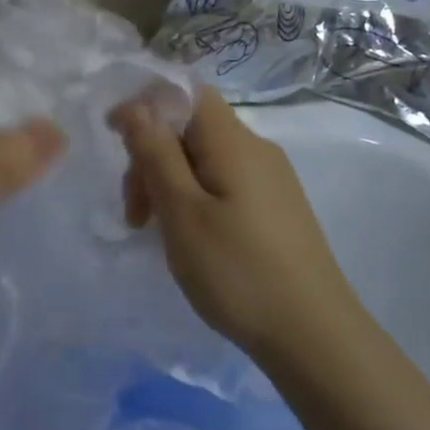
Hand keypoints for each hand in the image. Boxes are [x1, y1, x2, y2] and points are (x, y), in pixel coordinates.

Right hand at [116, 88, 361, 356]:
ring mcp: (271, 180)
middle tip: (135, 213)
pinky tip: (189, 238)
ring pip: (203, 159)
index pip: (185, 92)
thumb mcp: (181, 211)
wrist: (314, 337)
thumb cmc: (237, 270)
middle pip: (190, 128)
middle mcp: (256, 150)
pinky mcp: (276, 209)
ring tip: (155, 232)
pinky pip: (222, 183)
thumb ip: (155, 152)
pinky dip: (193, 199)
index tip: (114, 142)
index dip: (144, 105)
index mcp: (233, 142)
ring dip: (168, 183)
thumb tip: (135, 105)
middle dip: (151, 157)